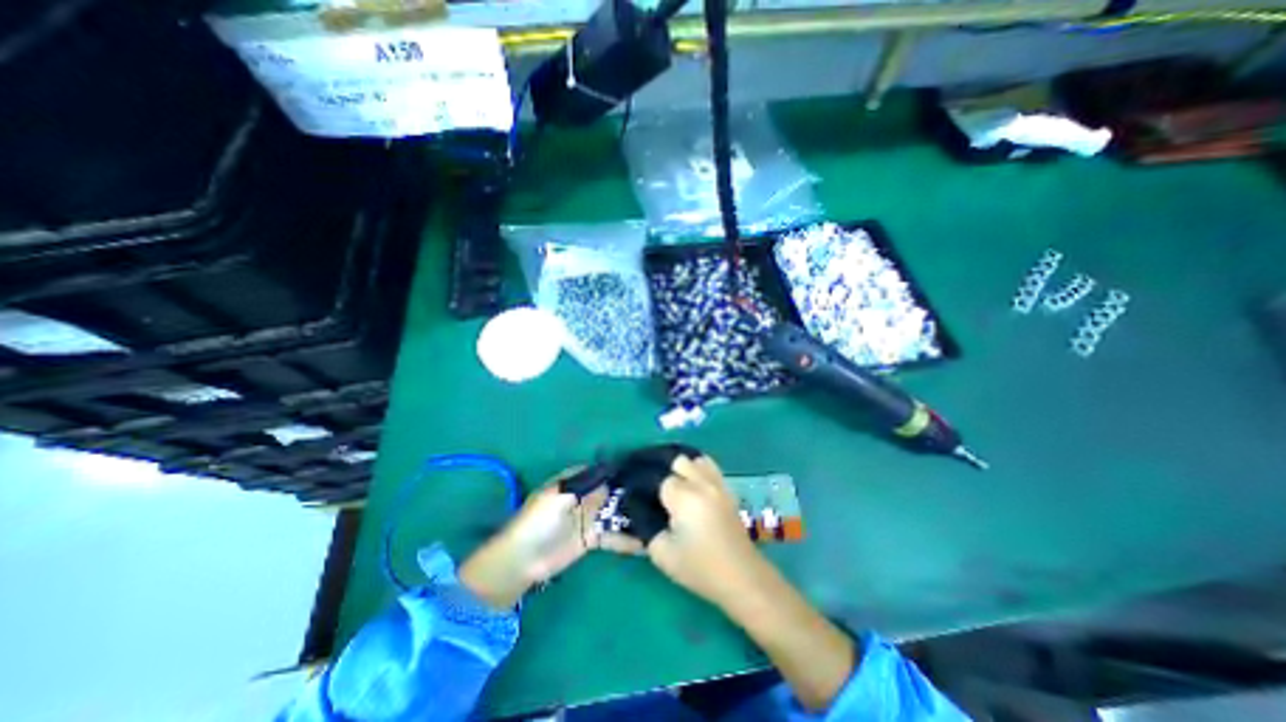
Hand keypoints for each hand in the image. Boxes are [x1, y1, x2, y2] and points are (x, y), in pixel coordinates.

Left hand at [462, 469, 643, 609]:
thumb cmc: (538, 522)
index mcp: (576, 481)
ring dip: (633, 513)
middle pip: (614, 490)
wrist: (522, 561)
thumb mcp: (558, 496)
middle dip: (633, 491)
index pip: (604, 470)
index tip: (645, 470)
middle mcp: (586, 495)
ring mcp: (591, 517)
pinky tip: (647, 539)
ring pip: (617, 511)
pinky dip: (628, 537)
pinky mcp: (593, 538)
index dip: (622, 470)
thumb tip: (612, 469)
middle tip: (660, 495)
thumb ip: (586, 483)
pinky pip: (614, 534)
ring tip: (660, 515)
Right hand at [650, 457, 766, 609]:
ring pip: (694, 459)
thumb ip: (643, 527)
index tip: (636, 495)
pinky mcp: (727, 489)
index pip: (659, 478)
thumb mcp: (663, 553)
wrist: (742, 577)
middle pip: (677, 460)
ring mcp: (717, 483)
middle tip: (651, 486)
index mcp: (684, 497)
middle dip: (662, 470)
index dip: (646, 486)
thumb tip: (631, 509)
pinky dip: (696, 467)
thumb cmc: (700, 568)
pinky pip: (709, 466)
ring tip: (670, 481)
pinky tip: (690, 481)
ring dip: (680, 466)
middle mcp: (701, 482)